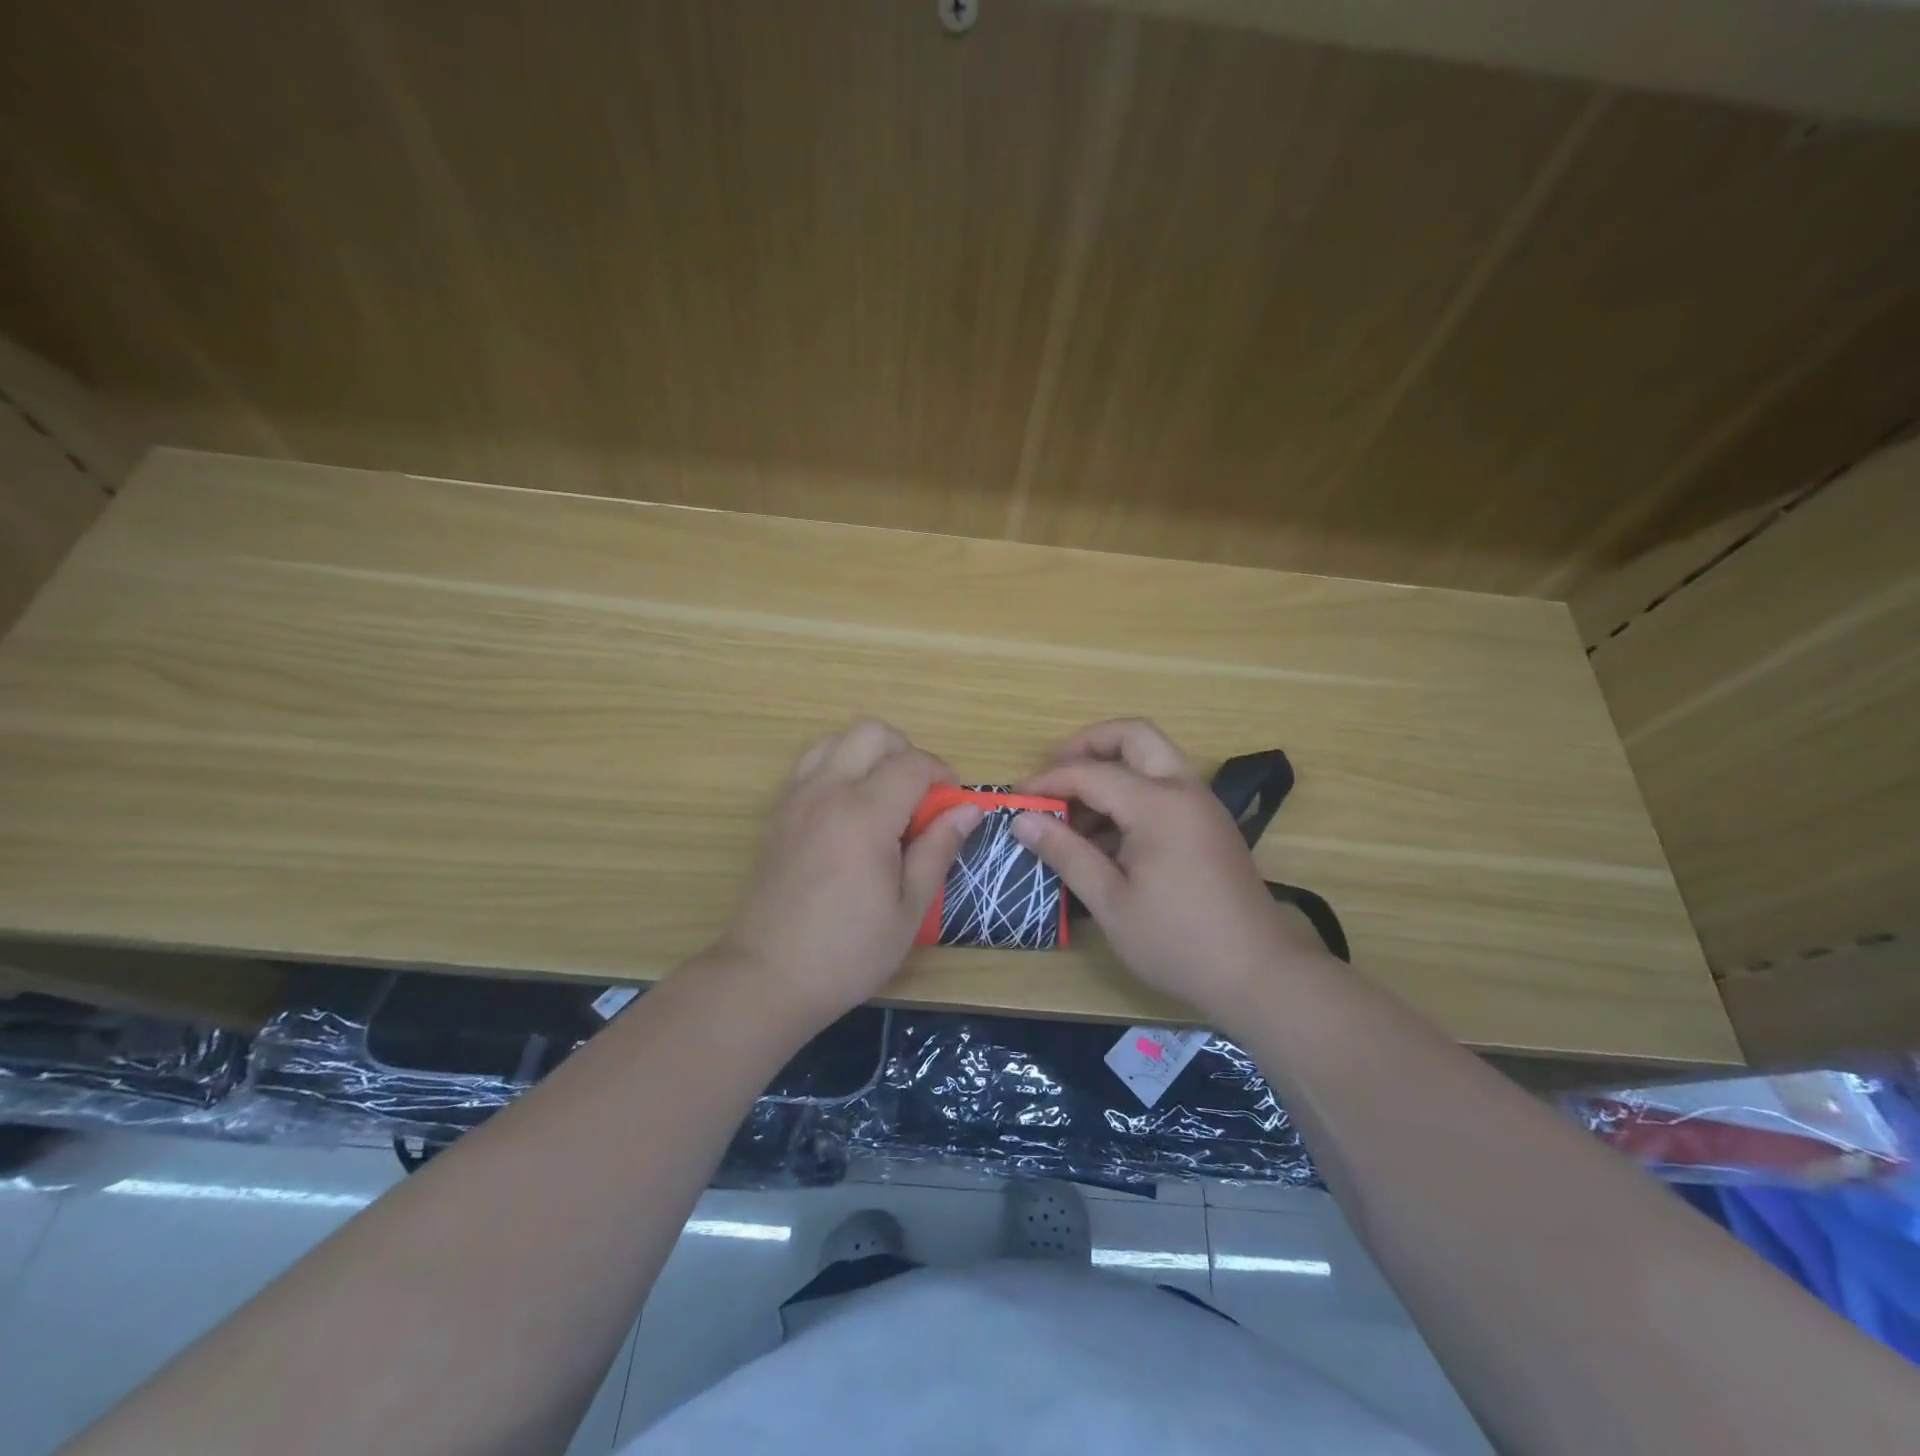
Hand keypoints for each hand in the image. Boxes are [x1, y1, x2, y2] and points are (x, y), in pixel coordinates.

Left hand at [711, 719, 982, 1026]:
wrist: (767, 976)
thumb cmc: (848, 951)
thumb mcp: (909, 909)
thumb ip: (938, 849)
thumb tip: (968, 810)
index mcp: (865, 815)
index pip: (913, 763)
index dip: (942, 774)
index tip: (953, 803)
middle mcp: (827, 791)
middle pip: (872, 732)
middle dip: (906, 751)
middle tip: (920, 795)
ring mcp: (796, 798)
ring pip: (836, 739)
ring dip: (868, 754)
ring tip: (884, 797)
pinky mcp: (778, 813)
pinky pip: (811, 764)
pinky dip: (838, 766)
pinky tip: (850, 810)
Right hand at [1011, 719, 1330, 1020]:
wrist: (1261, 974)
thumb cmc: (1178, 941)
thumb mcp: (1110, 902)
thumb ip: (1066, 852)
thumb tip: (1023, 819)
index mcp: (1158, 804)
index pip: (1091, 772)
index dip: (1049, 781)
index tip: (1017, 799)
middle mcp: (1184, 790)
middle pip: (1133, 736)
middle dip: (1088, 745)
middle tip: (1054, 776)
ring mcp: (1202, 805)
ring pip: (1152, 759)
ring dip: (1111, 771)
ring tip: (1073, 816)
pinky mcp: (1210, 825)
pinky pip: (1165, 788)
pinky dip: (1132, 795)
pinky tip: (1106, 839)